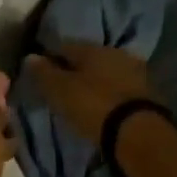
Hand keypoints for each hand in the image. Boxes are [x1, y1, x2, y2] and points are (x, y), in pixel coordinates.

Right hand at [26, 42, 157, 140]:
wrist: (137, 131)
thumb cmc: (93, 106)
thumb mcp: (60, 91)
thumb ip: (44, 73)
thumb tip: (30, 56)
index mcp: (92, 48)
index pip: (64, 46)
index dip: (50, 58)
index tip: (42, 73)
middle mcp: (115, 52)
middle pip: (88, 58)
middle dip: (75, 69)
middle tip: (62, 87)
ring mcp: (134, 71)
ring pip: (106, 72)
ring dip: (94, 81)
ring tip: (83, 98)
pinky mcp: (146, 92)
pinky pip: (119, 87)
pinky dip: (109, 93)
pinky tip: (103, 105)